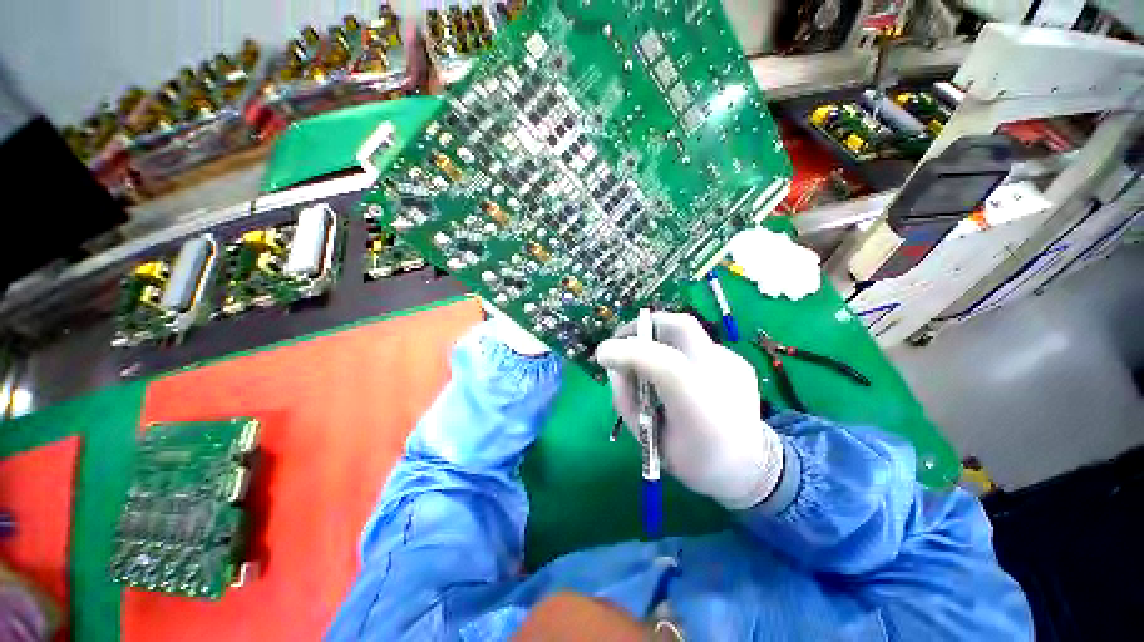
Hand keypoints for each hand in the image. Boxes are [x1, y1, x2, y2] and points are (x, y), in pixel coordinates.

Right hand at [594, 312, 783, 509]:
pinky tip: (676, 374)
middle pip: (681, 327)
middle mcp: (724, 380)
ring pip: (687, 332)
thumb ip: (627, 401)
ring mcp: (735, 365)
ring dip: (657, 337)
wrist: (750, 467)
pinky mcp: (738, 361)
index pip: (666, 366)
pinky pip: (696, 344)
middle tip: (621, 339)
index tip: (602, 355)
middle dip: (643, 326)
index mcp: (702, 413)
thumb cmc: (693, 461)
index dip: (629, 353)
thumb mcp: (649, 440)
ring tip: (645, 359)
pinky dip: (675, 350)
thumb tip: (615, 367)